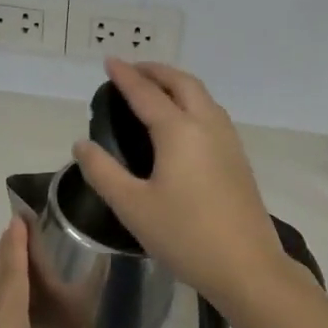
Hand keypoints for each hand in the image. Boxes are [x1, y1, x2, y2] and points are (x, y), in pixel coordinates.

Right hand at [72, 59, 291, 307]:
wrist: (246, 265)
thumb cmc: (184, 235)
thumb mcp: (132, 206)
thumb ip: (103, 172)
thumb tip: (82, 144)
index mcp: (178, 131)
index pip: (146, 93)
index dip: (125, 76)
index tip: (109, 62)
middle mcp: (207, 125)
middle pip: (182, 83)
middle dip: (156, 71)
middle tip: (133, 70)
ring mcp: (228, 140)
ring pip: (203, 96)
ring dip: (177, 84)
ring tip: (156, 89)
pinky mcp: (238, 158)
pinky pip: (212, 113)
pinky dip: (192, 101)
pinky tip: (183, 122)